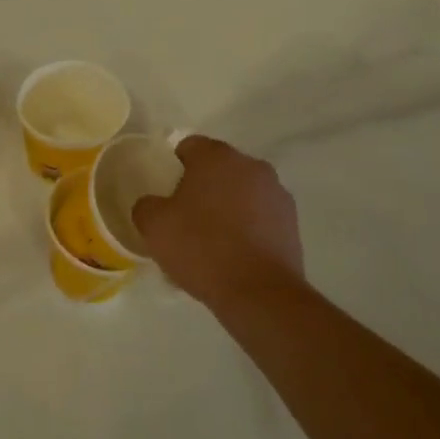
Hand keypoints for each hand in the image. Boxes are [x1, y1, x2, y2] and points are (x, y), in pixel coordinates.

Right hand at [131, 136, 304, 309]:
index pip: (189, 146)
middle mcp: (251, 165)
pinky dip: (249, 227)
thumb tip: (154, 205)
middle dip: (203, 186)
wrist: (258, 292)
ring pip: (242, 192)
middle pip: (219, 168)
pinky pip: (261, 216)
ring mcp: (276, 193)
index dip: (174, 166)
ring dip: (229, 206)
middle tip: (186, 218)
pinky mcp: (292, 222)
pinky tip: (236, 254)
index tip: (167, 193)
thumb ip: (147, 205)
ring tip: (213, 241)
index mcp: (216, 156)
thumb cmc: (201, 248)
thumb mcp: (154, 226)